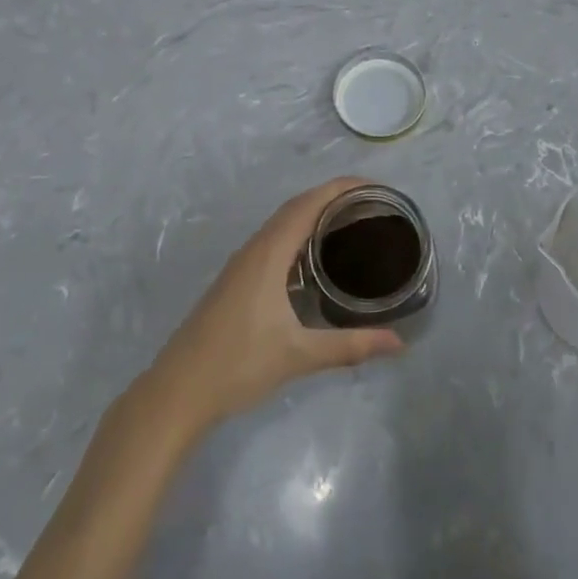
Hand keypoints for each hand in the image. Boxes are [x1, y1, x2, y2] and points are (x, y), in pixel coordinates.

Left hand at [147, 178, 404, 437]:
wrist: (178, 391)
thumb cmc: (238, 365)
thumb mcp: (299, 355)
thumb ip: (350, 346)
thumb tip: (399, 344)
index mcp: (269, 254)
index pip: (309, 204)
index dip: (340, 188)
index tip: (375, 187)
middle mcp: (255, 249)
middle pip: (297, 207)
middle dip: (332, 197)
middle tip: (371, 204)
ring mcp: (242, 264)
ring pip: (282, 223)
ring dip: (314, 213)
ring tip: (350, 222)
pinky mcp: (237, 279)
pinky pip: (274, 240)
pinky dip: (299, 233)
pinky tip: (315, 258)